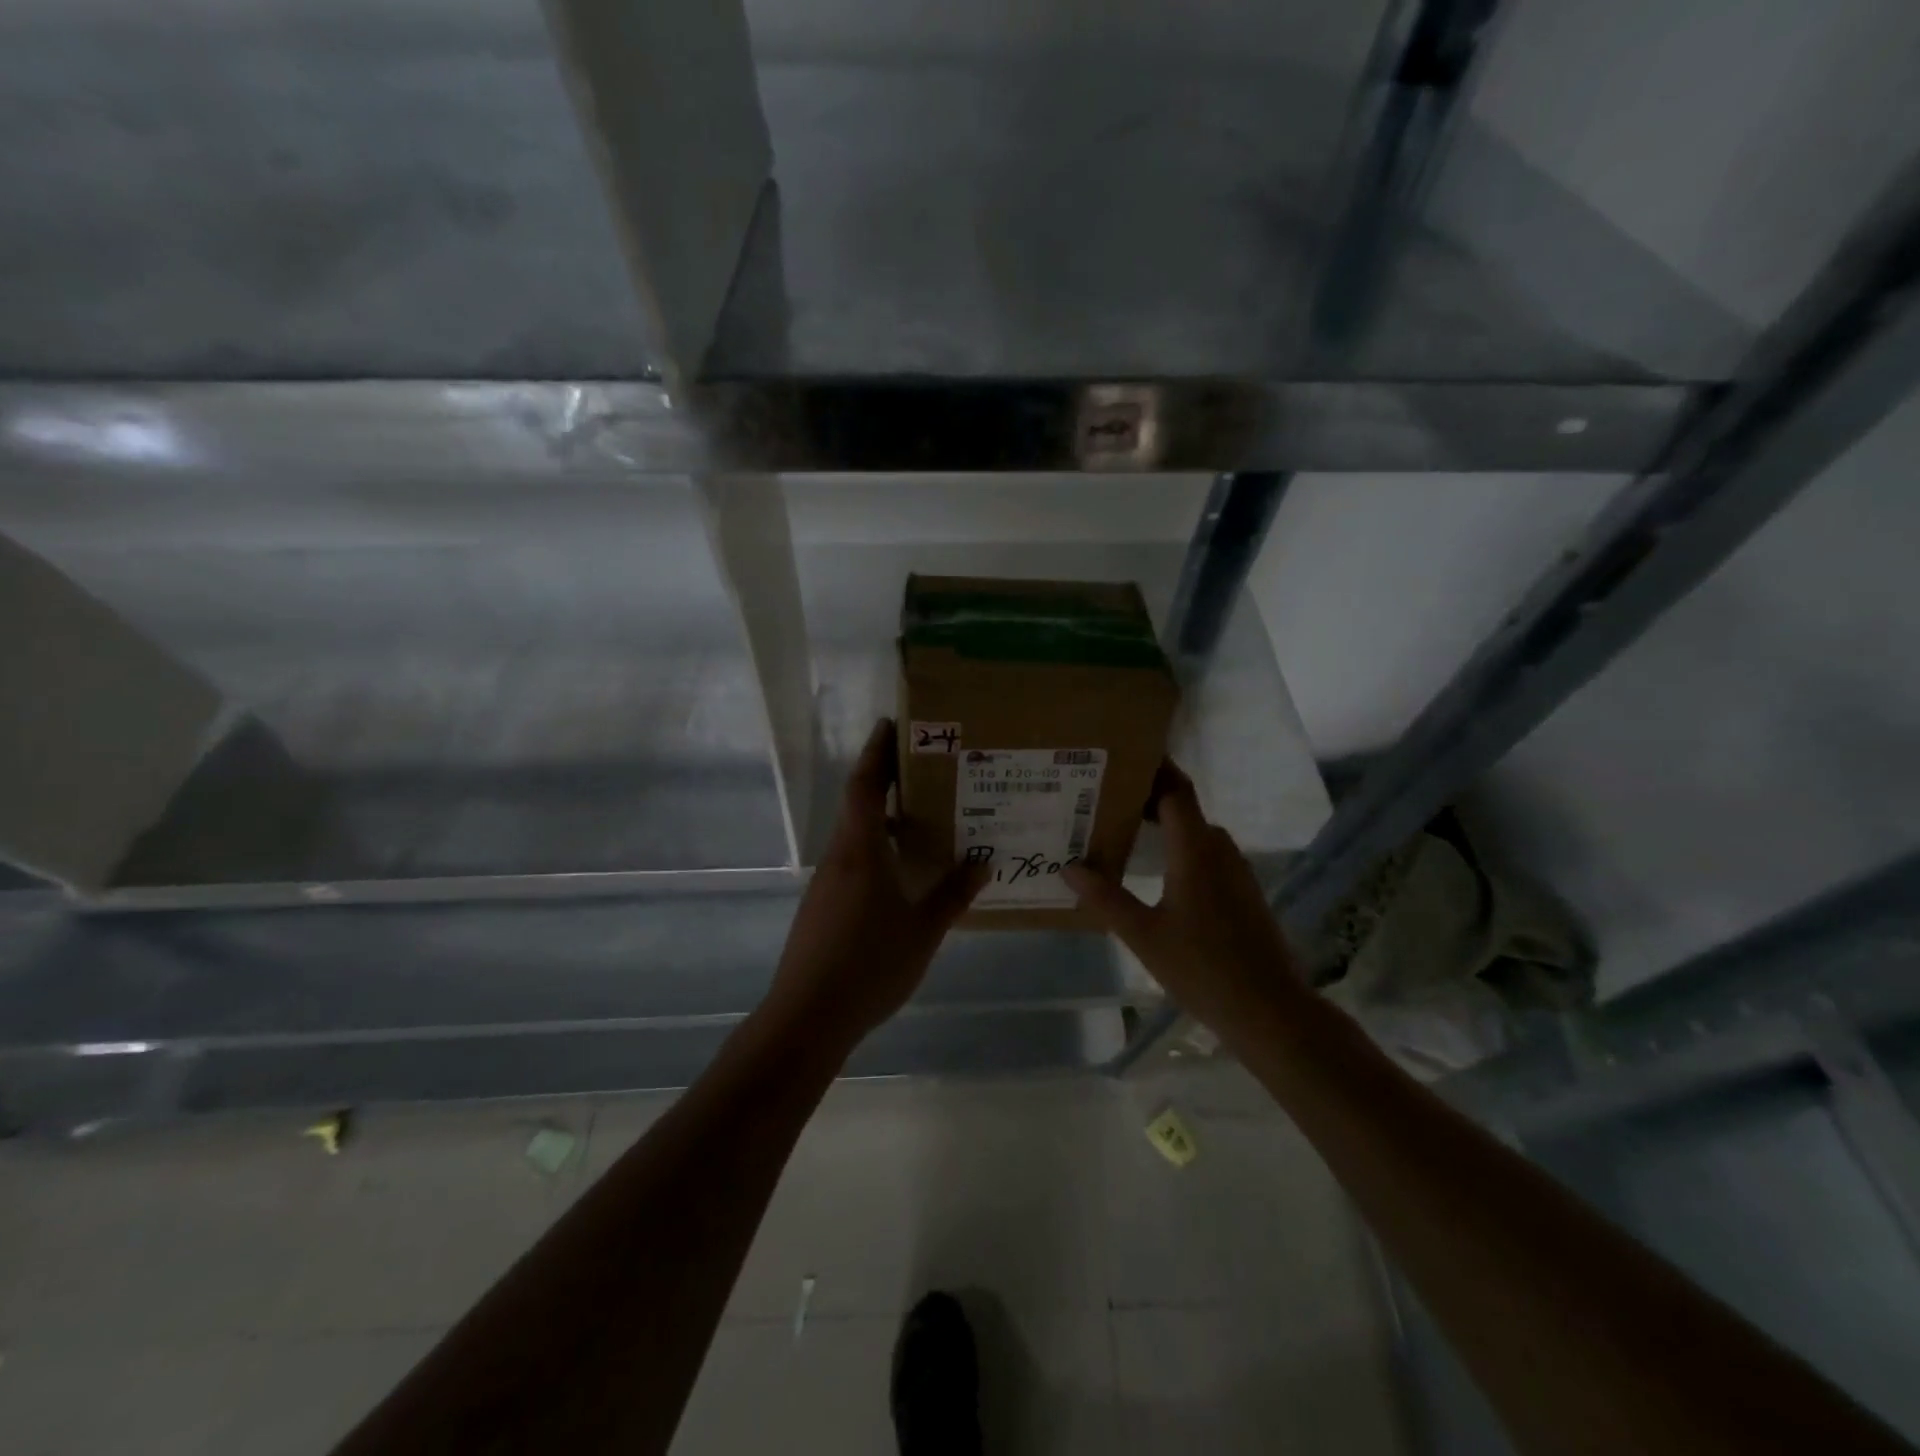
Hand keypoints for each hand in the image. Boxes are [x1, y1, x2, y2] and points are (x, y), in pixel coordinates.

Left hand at [764, 719, 987, 1047]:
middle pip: (858, 805)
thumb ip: (952, 894)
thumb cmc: (870, 965)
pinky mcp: (823, 907)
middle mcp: (839, 857)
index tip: (890, 724)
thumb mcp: (923, 930)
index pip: (864, 785)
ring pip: (856, 836)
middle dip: (885, 781)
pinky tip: (902, 873)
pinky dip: (877, 851)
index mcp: (861, 851)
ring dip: (883, 819)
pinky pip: (853, 862)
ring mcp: (826, 883)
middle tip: (924, 769)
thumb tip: (982, 862)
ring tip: (922, 819)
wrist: (808, 1016)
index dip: (876, 752)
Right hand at [1063, 761, 1304, 1032]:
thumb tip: (1069, 866)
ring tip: (1124, 828)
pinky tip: (1157, 870)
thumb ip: (1104, 898)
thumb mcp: (1143, 935)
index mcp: (1196, 851)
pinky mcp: (1243, 893)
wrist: (1270, 1010)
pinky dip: (1179, 848)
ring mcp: (1236, 872)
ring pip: (1196, 833)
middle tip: (1106, 796)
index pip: (1176, 791)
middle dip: (1148, 796)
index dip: (1155, 768)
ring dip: (1165, 824)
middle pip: (1184, 808)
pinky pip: (1206, 855)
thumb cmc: (1202, 968)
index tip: (1124, 754)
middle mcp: (1220, 851)